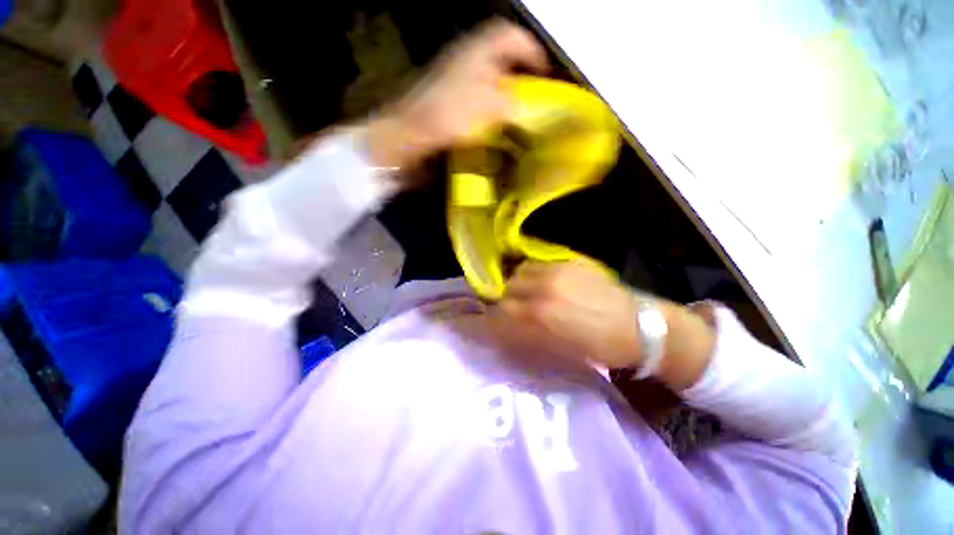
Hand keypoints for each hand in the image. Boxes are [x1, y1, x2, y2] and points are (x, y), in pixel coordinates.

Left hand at [366, 19, 547, 173]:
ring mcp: (453, 77)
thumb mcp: (486, 106)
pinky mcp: (446, 97)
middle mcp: (465, 57)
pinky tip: (493, 121)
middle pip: (500, 55)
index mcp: (477, 50)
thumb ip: (510, 103)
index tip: (545, 73)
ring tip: (516, 111)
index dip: (531, 51)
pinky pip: (476, 93)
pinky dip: (489, 103)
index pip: (511, 36)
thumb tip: (521, 106)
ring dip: (504, 89)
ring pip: (488, 76)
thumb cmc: (447, 115)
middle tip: (533, 94)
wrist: (409, 133)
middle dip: (519, 72)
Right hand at [495, 260, 716, 389]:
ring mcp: (557, 270)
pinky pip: (539, 264)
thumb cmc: (598, 346)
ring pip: (521, 271)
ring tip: (530, 292)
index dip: (495, 317)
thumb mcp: (558, 348)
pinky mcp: (570, 261)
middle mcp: (544, 287)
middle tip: (516, 309)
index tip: (497, 322)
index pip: (502, 310)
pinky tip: (547, 283)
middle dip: (508, 299)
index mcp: (540, 314)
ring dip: (520, 283)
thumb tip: (507, 325)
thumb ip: (528, 333)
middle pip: (508, 287)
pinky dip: (535, 274)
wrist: (638, 326)